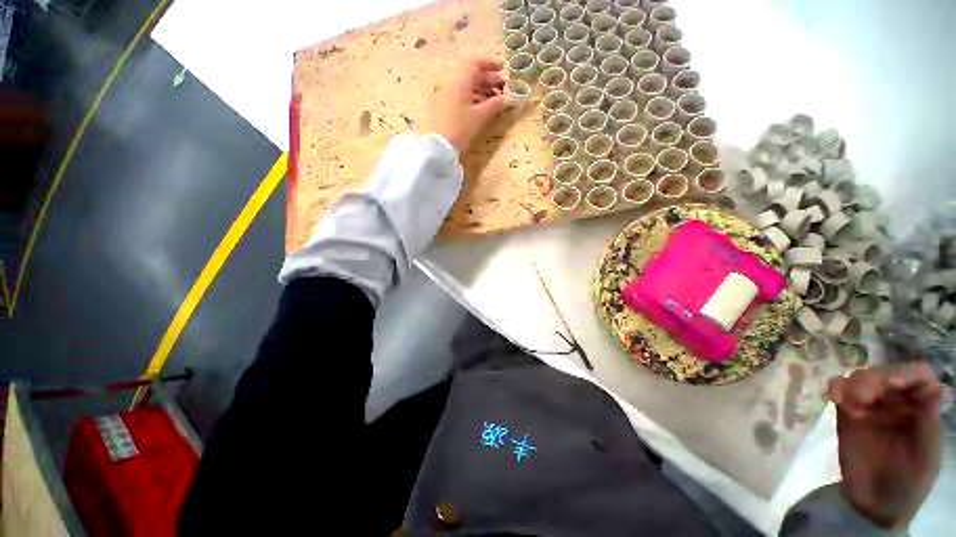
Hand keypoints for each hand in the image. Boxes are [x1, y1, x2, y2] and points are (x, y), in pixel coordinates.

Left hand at [425, 58, 506, 154]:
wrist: (438, 146)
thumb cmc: (460, 128)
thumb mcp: (480, 116)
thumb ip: (495, 105)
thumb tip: (507, 98)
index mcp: (460, 81)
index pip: (475, 64)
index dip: (490, 65)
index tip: (502, 69)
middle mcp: (451, 84)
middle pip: (470, 76)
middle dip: (488, 80)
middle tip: (502, 89)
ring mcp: (445, 96)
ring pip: (465, 87)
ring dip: (481, 91)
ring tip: (493, 101)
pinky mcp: (442, 109)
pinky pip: (459, 97)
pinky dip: (472, 99)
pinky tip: (480, 109)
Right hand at [828, 363, 941, 529]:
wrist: (875, 504)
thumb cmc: (909, 482)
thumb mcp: (926, 457)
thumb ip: (928, 423)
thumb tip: (929, 387)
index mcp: (921, 408)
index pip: (919, 376)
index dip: (906, 373)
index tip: (890, 385)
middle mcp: (897, 402)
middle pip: (886, 372)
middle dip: (873, 379)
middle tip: (861, 400)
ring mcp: (870, 407)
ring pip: (861, 377)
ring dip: (854, 384)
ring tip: (849, 406)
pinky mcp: (847, 413)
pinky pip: (839, 389)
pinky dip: (836, 387)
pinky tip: (835, 399)